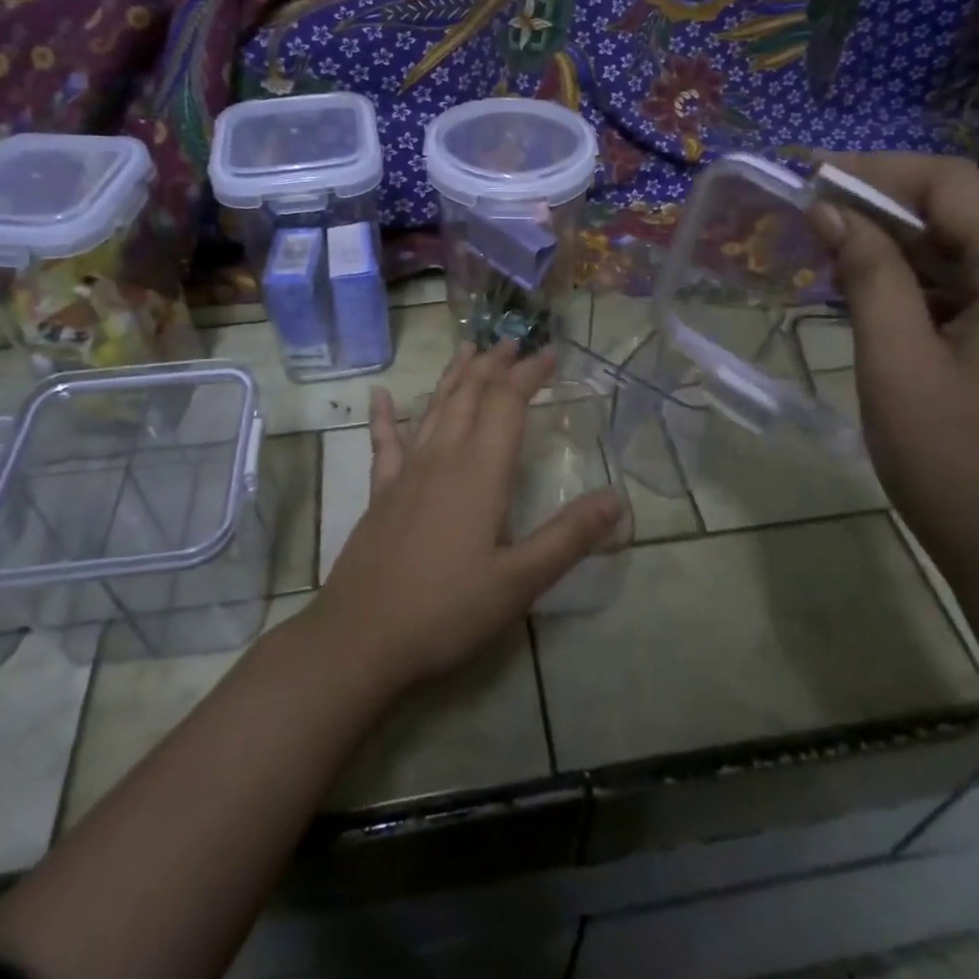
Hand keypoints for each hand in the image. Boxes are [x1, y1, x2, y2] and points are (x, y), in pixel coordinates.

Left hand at [307, 341, 624, 691]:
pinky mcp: (380, 492)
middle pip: (470, 395)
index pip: (507, 403)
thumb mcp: (519, 581)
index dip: (529, 374)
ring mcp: (406, 472)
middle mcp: (442, 457)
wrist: (361, 637)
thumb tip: (617, 498)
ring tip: (468, 349)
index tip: (550, 353)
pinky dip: (385, 415)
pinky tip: (381, 394)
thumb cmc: (446, 609)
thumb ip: (568, 537)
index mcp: (480, 471)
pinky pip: (384, 442)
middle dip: (494, 364)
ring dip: (454, 376)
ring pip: (434, 408)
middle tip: (513, 342)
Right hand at [815, 154, 978, 593]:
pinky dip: (938, 288)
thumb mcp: (898, 368)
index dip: (875, 173)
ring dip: (909, 251)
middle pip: (974, 213)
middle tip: (812, 221)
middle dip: (887, 212)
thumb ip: (868, 276)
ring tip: (835, 259)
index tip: (808, 178)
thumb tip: (831, 211)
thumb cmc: (965, 474)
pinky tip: (884, 300)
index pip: (956, 186)